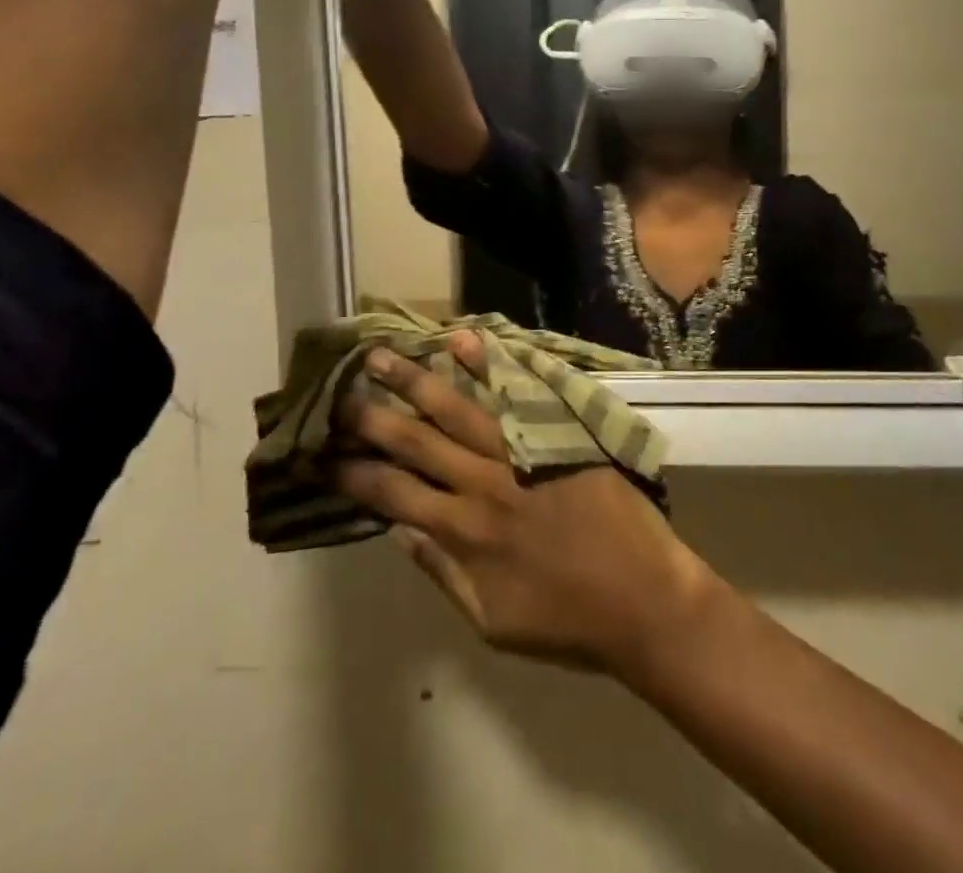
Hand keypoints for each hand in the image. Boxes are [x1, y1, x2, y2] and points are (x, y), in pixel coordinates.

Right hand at [335, 335, 720, 676]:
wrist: (643, 599)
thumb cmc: (566, 621)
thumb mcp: (491, 620)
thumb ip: (443, 572)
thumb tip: (400, 531)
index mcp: (462, 533)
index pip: (392, 493)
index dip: (352, 472)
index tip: (320, 451)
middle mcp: (482, 484)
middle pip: (414, 442)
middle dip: (370, 416)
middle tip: (336, 390)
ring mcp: (519, 453)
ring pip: (456, 410)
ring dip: (415, 380)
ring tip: (381, 354)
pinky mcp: (556, 433)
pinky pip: (516, 393)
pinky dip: (489, 365)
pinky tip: (463, 340)